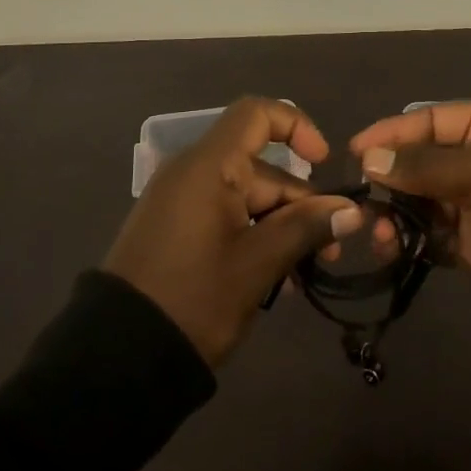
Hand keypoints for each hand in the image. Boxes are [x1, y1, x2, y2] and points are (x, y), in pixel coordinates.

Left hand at [104, 97, 364, 366]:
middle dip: (300, 204)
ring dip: (281, 227)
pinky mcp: (176, 229)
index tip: (324, 163)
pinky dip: (254, 237)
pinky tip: (276, 281)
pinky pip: (226, 216)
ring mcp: (182, 201)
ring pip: (247, 197)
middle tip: (329, 252)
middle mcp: (194, 172)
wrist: (118, 357)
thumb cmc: (193, 299)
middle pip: (261, 168)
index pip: (257, 114)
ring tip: (304, 275)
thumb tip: (351, 210)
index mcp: (209, 166)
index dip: (296, 126)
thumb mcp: (257, 264)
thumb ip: (305, 228)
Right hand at [349, 102, 470, 310]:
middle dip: (391, 179)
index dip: (392, 132)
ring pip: (424, 198)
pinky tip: (395, 248)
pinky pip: (435, 232)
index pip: (431, 120)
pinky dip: (414, 239)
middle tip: (363, 200)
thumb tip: (369, 159)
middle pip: (423, 159)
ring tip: (379, 232)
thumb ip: (421, 165)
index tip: (355, 151)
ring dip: (398, 213)